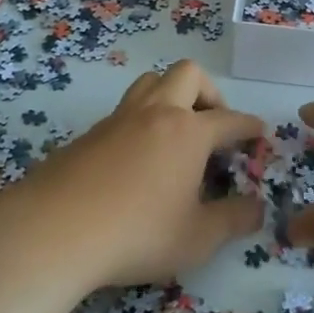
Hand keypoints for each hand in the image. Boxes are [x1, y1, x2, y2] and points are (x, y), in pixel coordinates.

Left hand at [0, 60, 265, 288]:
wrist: (54, 230)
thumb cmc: (137, 233)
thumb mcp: (197, 238)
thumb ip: (234, 220)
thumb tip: (258, 208)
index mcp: (188, 132)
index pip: (229, 120)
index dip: (249, 126)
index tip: (259, 133)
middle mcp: (155, 113)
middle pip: (188, 75)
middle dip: (210, 93)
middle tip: (214, 126)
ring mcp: (118, 119)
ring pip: (150, 82)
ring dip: (171, 95)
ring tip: (176, 132)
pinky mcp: (88, 133)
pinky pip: (124, 111)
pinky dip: (141, 121)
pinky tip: (138, 157)